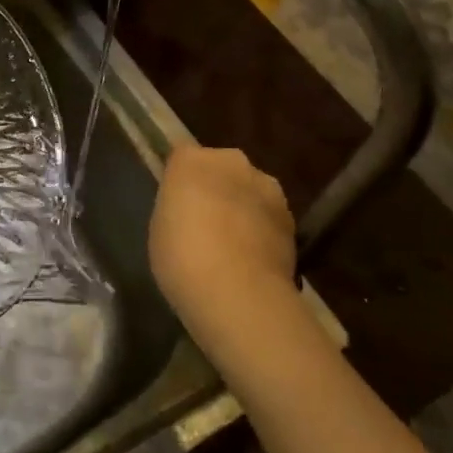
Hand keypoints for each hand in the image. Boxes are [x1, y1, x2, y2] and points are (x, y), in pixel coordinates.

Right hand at [149, 144, 297, 334]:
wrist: (238, 293)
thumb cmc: (182, 258)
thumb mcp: (161, 228)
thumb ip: (177, 208)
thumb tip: (192, 210)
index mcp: (191, 161)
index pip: (181, 159)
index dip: (180, 182)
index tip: (176, 206)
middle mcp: (231, 161)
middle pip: (220, 168)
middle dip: (215, 189)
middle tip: (204, 223)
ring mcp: (266, 187)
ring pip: (249, 191)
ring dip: (242, 207)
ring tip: (232, 245)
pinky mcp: (291, 216)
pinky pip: (268, 216)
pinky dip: (262, 230)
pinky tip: (252, 259)